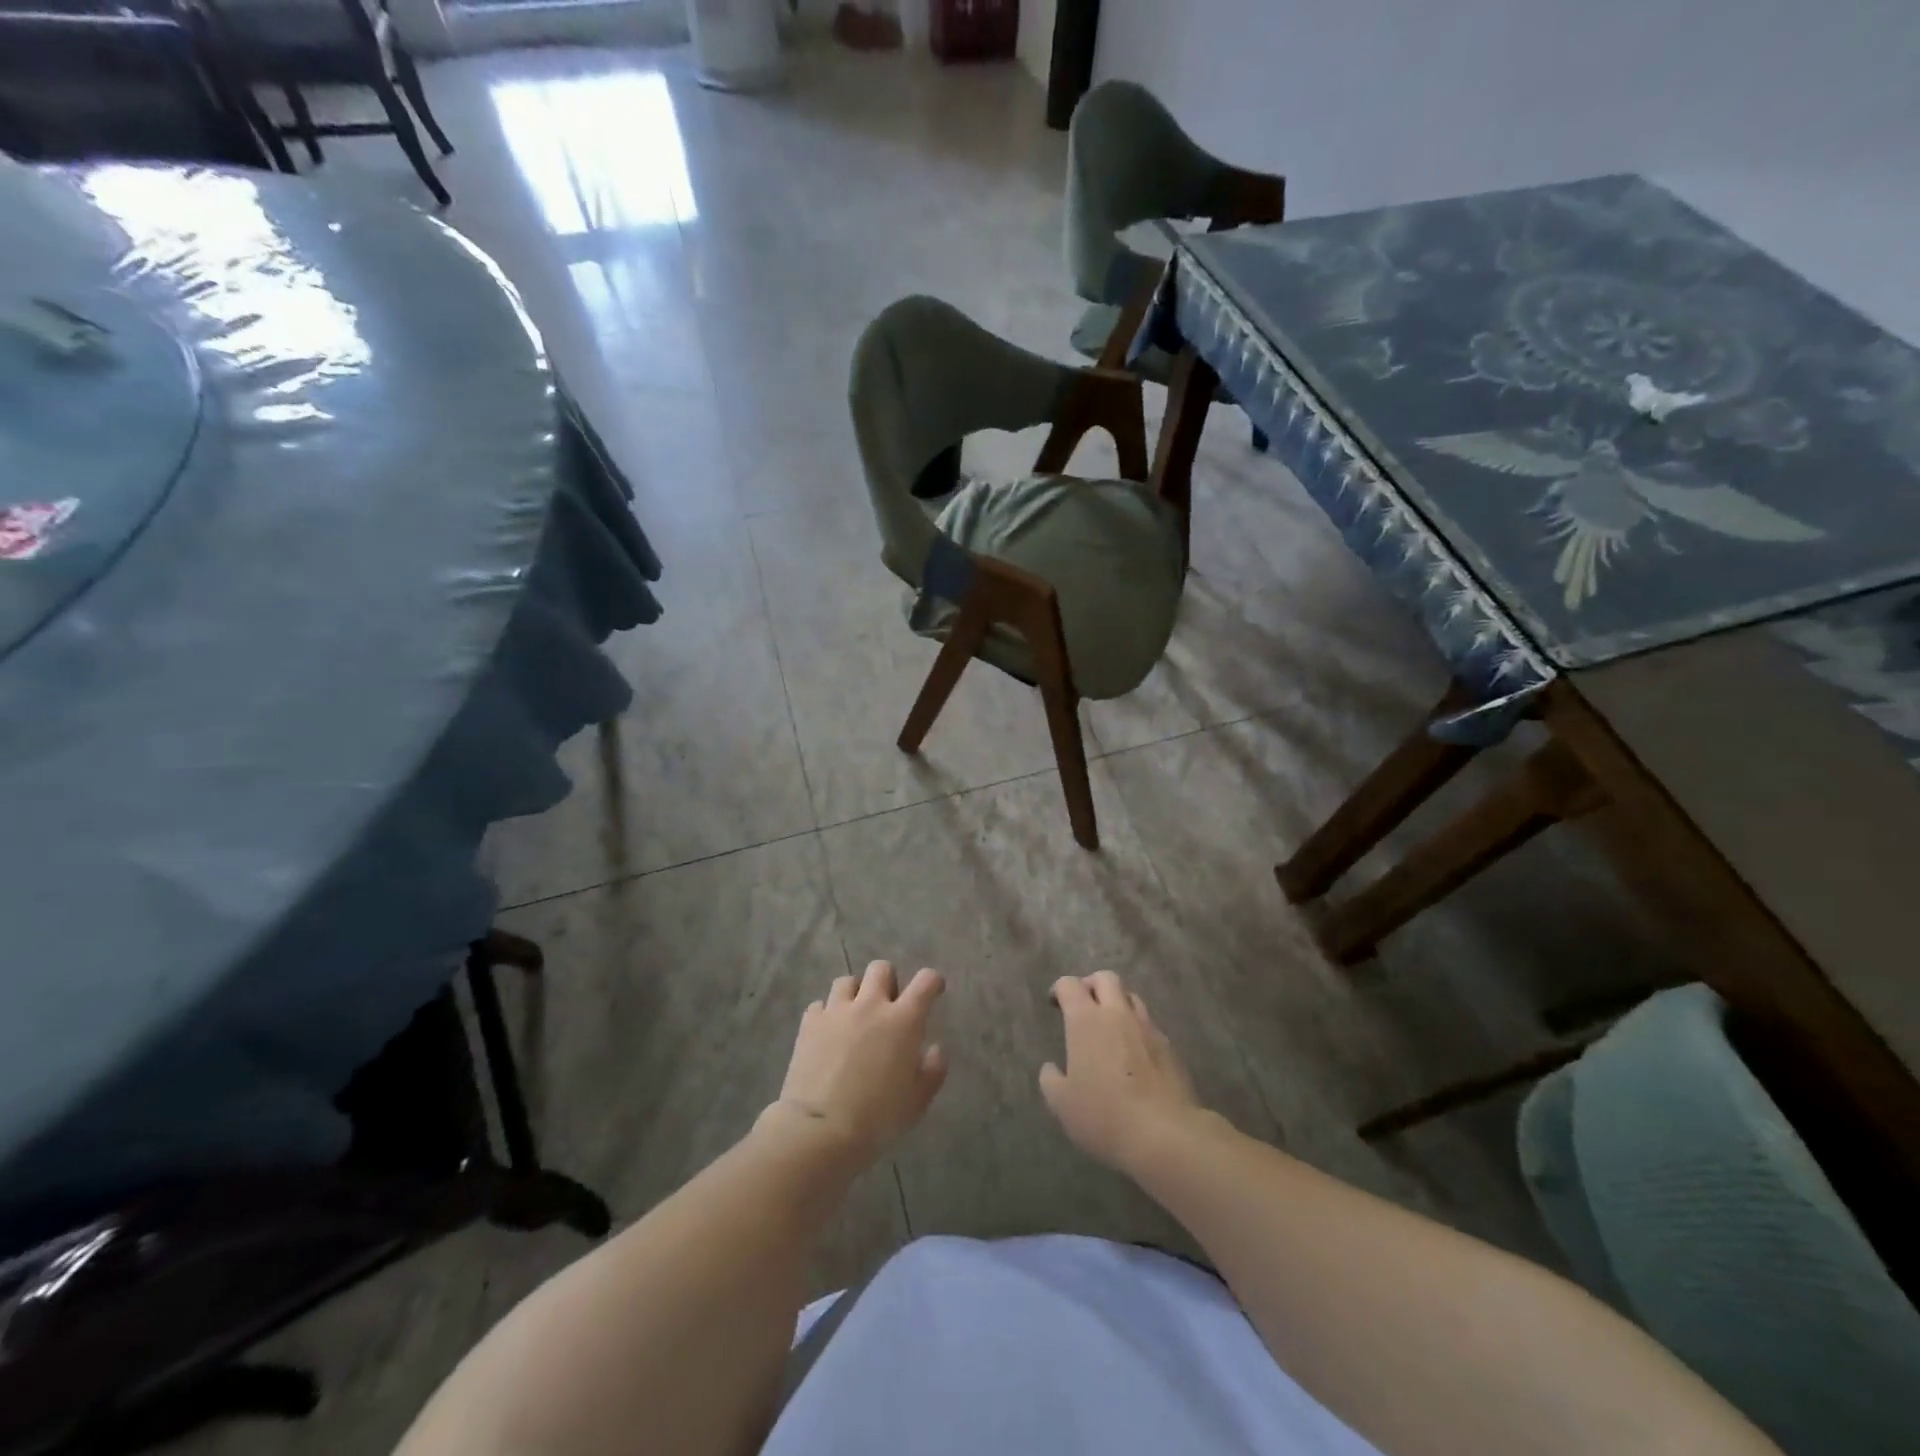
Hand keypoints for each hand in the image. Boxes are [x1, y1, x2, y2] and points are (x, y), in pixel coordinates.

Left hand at [770, 961, 947, 1169]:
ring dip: (855, 993)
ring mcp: (837, 1011)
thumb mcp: (918, 1101)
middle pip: (881, 968)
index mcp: (903, 1020)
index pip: (925, 981)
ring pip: (847, 980)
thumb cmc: (877, 1118)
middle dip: (888, 981)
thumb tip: (935, 1049)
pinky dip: (827, 1014)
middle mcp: (870, 1005)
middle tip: (888, 1006)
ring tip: (855, 1016)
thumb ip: (933, 1070)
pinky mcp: (810, 1023)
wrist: (820, 1130)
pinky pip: (820, 1004)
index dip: (932, 982)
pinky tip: (828, 1032)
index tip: (933, 992)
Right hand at [1040, 971, 1204, 1172]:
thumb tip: (1051, 1068)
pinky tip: (1134, 1055)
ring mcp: (1147, 1027)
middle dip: (1091, 985)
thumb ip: (1051, 1079)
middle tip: (1083, 1006)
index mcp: (1086, 1020)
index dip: (1059, 989)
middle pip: (1105, 978)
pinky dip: (1137, 1029)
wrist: (1164, 1134)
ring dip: (1118, 1003)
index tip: (1054, 1004)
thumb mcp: (1062, 1104)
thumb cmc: (1104, 1115)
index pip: (1069, 985)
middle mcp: (1117, 1014)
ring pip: (1131, 997)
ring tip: (1110, 1027)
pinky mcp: (1169, 1047)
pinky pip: (1149, 1025)